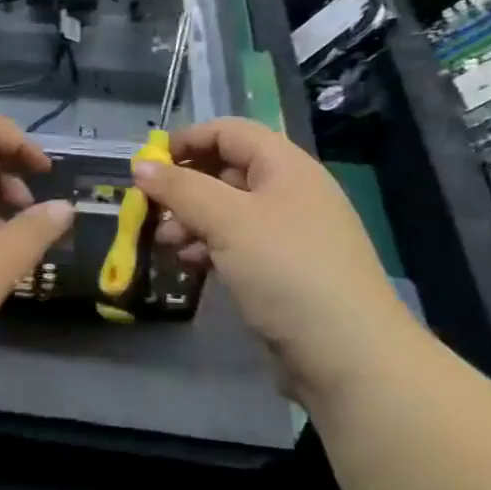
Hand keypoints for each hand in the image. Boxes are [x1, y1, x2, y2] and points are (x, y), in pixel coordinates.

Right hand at [140, 118, 414, 397]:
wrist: (350, 357)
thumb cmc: (287, 271)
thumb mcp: (227, 221)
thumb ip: (180, 189)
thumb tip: (140, 165)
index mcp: (285, 166)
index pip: (229, 132)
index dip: (187, 140)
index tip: (147, 164)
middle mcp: (290, 192)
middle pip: (226, 171)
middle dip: (184, 187)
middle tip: (151, 211)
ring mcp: (290, 233)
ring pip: (229, 211)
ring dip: (192, 220)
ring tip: (164, 243)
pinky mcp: (286, 271)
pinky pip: (239, 244)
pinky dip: (210, 247)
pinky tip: (190, 264)